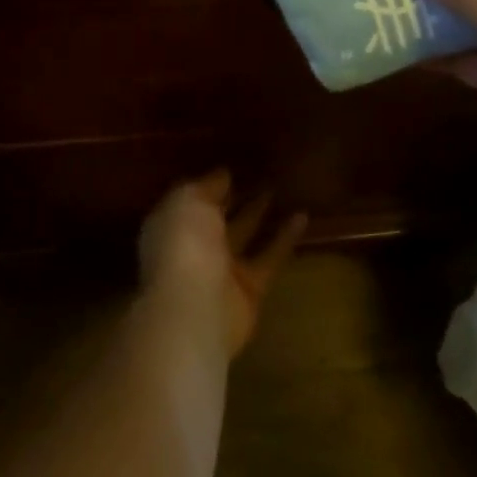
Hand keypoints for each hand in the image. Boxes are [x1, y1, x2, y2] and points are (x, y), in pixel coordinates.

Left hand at [139, 172, 306, 356]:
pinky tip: (303, 215)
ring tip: (280, 187)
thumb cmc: (183, 245)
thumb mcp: (189, 200)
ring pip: (244, 235)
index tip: (233, 166)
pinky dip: (285, 238)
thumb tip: (223, 174)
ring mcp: (222, 271)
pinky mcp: (250, 289)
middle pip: (218, 218)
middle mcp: (194, 247)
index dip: (211, 184)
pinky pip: (270, 257)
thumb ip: (207, 186)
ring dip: (260, 213)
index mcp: (172, 225)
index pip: (192, 200)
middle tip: (259, 172)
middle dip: (235, 197)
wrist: (194, 310)